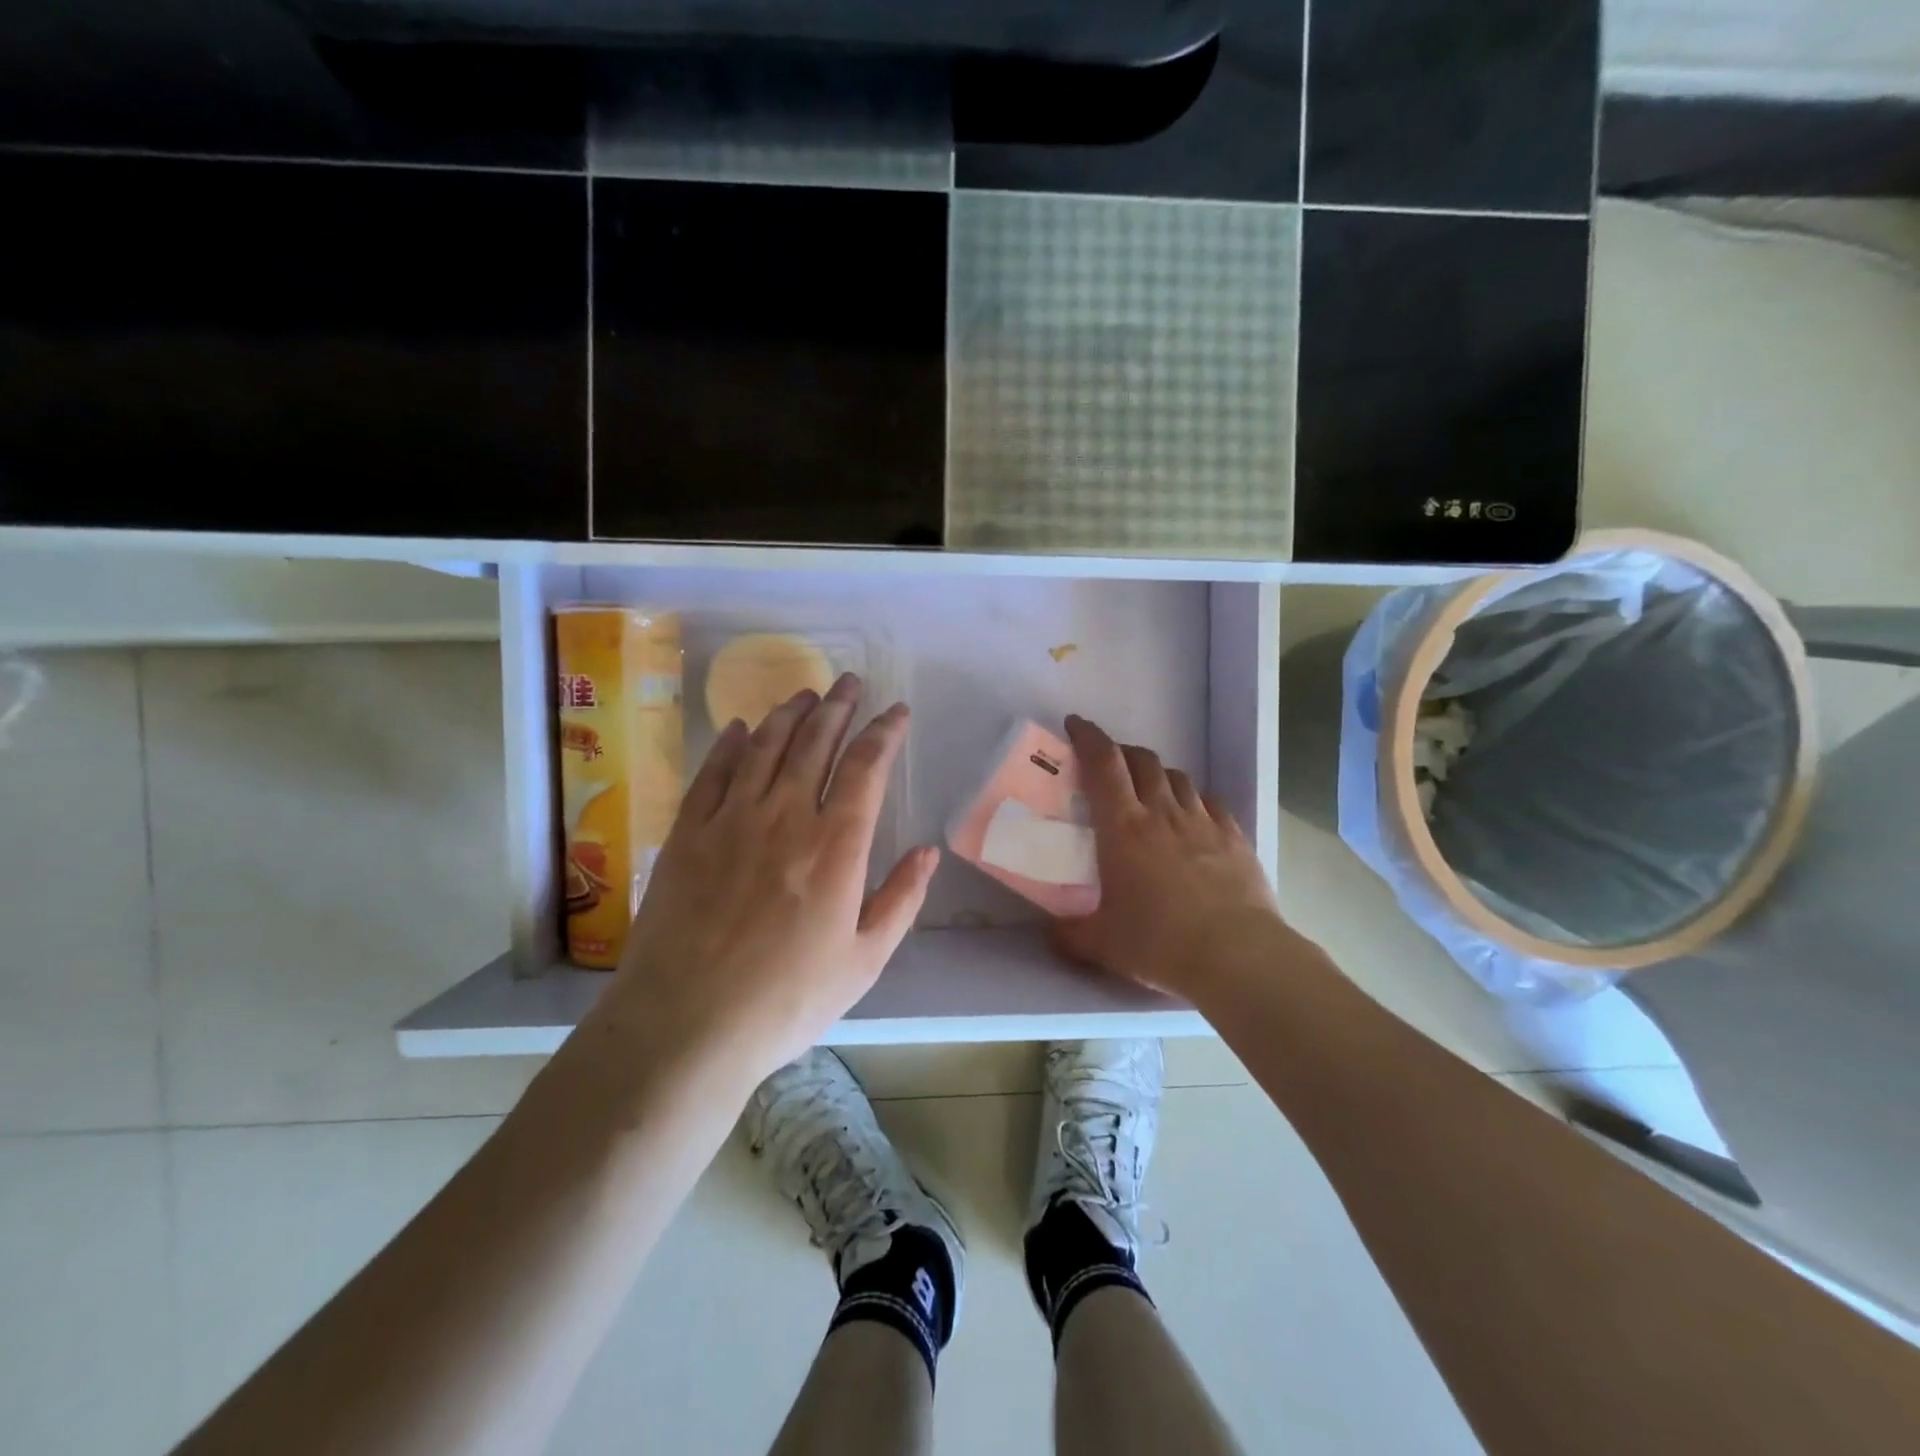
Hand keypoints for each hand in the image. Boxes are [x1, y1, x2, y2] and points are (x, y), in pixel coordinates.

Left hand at [606, 673, 937, 1082]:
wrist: (686, 1025)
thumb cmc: (786, 1000)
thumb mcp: (864, 961)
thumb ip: (901, 900)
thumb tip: (928, 851)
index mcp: (836, 845)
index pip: (866, 767)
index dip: (884, 732)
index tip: (896, 712)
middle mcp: (785, 816)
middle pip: (815, 742)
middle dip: (838, 706)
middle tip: (849, 682)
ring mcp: (730, 820)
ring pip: (764, 746)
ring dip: (788, 714)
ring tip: (805, 694)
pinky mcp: (687, 833)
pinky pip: (711, 773)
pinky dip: (728, 744)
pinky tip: (737, 728)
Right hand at [1052, 714, 1282, 1002]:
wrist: (1237, 956)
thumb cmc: (1159, 943)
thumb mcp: (1101, 944)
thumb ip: (1070, 934)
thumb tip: (1053, 932)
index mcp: (1123, 827)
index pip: (1103, 764)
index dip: (1088, 737)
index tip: (1076, 725)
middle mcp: (1162, 813)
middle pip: (1142, 761)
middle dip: (1122, 752)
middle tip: (1109, 766)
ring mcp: (1203, 822)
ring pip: (1177, 777)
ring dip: (1158, 774)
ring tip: (1150, 791)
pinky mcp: (1234, 837)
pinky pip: (1210, 802)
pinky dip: (1193, 799)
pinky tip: (1192, 817)